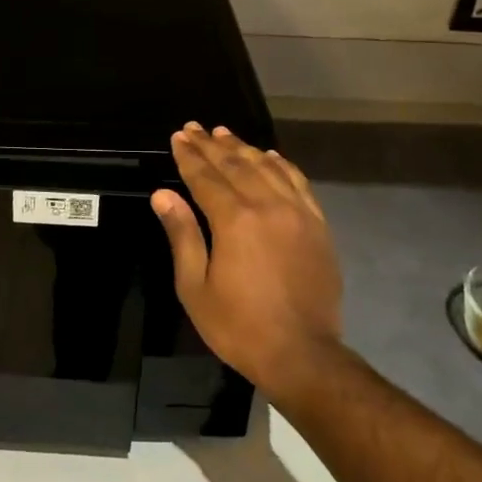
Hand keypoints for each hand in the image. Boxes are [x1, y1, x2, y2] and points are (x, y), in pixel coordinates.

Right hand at [150, 122, 342, 391]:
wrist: (302, 353)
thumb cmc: (238, 325)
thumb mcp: (195, 287)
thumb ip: (182, 235)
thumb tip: (163, 194)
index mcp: (234, 220)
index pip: (206, 177)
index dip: (189, 155)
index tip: (178, 136)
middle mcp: (267, 206)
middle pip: (236, 165)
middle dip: (212, 145)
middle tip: (195, 128)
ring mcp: (297, 213)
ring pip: (268, 168)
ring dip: (244, 148)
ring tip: (225, 134)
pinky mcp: (318, 226)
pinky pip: (299, 183)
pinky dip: (282, 165)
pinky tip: (271, 156)